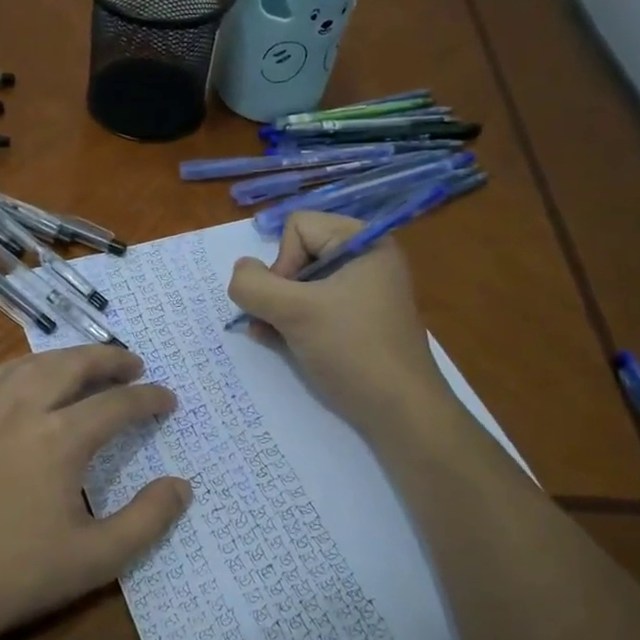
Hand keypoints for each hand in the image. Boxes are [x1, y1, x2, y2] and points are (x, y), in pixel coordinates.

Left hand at [0, 346, 191, 639]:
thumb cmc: (20, 576)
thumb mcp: (97, 558)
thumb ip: (148, 519)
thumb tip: (182, 485)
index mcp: (59, 439)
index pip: (116, 404)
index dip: (148, 398)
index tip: (168, 399)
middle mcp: (22, 411)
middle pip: (72, 365)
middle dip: (109, 359)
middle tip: (134, 365)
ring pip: (32, 364)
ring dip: (66, 357)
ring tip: (88, 364)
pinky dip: (22, 367)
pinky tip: (29, 377)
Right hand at [227, 211, 444, 430]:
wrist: (399, 413)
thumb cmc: (352, 350)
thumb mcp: (296, 312)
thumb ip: (254, 286)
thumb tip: (240, 272)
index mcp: (364, 242)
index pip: (298, 226)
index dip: (283, 261)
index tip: (292, 301)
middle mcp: (365, 260)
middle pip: (296, 254)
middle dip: (278, 289)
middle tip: (280, 321)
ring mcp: (361, 293)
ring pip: (299, 285)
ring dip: (278, 309)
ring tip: (275, 337)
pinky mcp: (356, 322)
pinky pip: (312, 308)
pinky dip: (292, 322)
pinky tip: (281, 344)